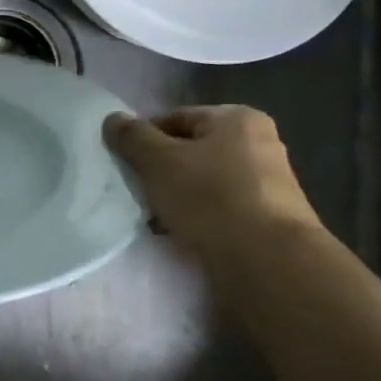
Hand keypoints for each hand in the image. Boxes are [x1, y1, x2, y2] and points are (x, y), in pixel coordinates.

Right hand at [104, 106, 323, 267]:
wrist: (267, 261)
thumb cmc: (210, 198)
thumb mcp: (158, 161)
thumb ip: (132, 137)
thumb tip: (113, 119)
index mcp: (237, 119)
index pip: (175, 118)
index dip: (143, 138)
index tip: (124, 163)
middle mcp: (258, 143)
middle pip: (189, 151)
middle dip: (159, 171)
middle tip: (135, 191)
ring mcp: (266, 183)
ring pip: (202, 182)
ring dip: (174, 197)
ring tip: (152, 218)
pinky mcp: (267, 218)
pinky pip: (219, 209)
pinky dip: (196, 217)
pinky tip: (177, 233)